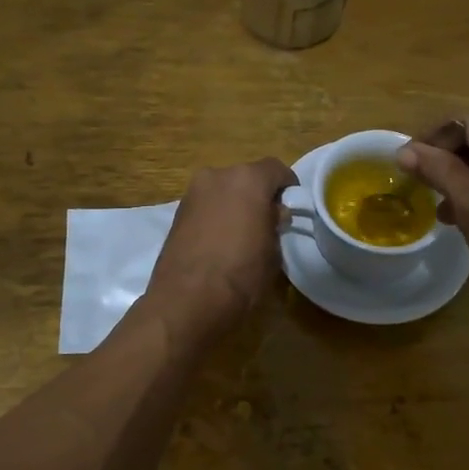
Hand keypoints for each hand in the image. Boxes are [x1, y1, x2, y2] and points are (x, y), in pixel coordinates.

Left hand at [143, 157, 297, 343]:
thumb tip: (274, 214)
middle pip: (246, 177)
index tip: (292, 207)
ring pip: (223, 190)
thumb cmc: (241, 274)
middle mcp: (217, 175)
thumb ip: (275, 223)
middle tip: (267, 222)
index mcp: (247, 179)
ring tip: (241, 234)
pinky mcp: (177, 212)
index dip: (287, 186)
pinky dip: (216, 215)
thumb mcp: (273, 251)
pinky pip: (206, 205)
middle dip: (258, 195)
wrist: (187, 300)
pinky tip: (220, 241)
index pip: (275, 169)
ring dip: (234, 204)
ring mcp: (193, 193)